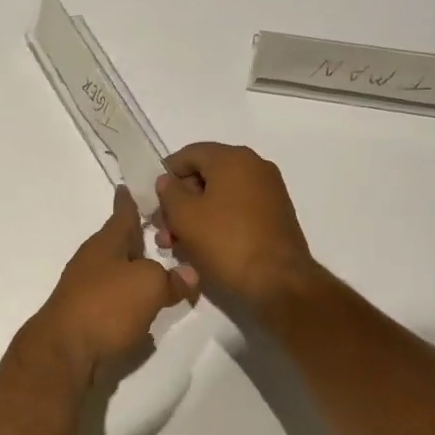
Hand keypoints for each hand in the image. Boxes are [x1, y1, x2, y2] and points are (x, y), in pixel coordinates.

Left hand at [28, 188, 197, 383]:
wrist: (64, 352)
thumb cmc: (106, 306)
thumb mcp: (149, 284)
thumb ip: (172, 277)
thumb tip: (189, 274)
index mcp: (105, 244)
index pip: (122, 214)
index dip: (128, 201)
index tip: (128, 186)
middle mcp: (93, 261)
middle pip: (119, 244)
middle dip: (139, 239)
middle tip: (164, 233)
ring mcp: (86, 289)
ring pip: (118, 272)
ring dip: (137, 271)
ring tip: (162, 272)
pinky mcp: (86, 316)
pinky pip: (115, 299)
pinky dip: (130, 299)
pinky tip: (145, 308)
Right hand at [153, 142, 315, 306]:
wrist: (279, 280)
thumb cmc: (226, 241)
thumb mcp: (184, 216)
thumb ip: (169, 192)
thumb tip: (168, 181)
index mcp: (232, 158)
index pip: (189, 154)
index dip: (166, 175)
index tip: (154, 202)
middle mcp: (254, 167)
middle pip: (204, 176)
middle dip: (179, 202)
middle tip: (163, 230)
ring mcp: (268, 191)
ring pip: (220, 196)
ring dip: (194, 216)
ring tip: (176, 244)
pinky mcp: (275, 215)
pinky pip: (237, 210)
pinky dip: (217, 222)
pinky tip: (201, 247)